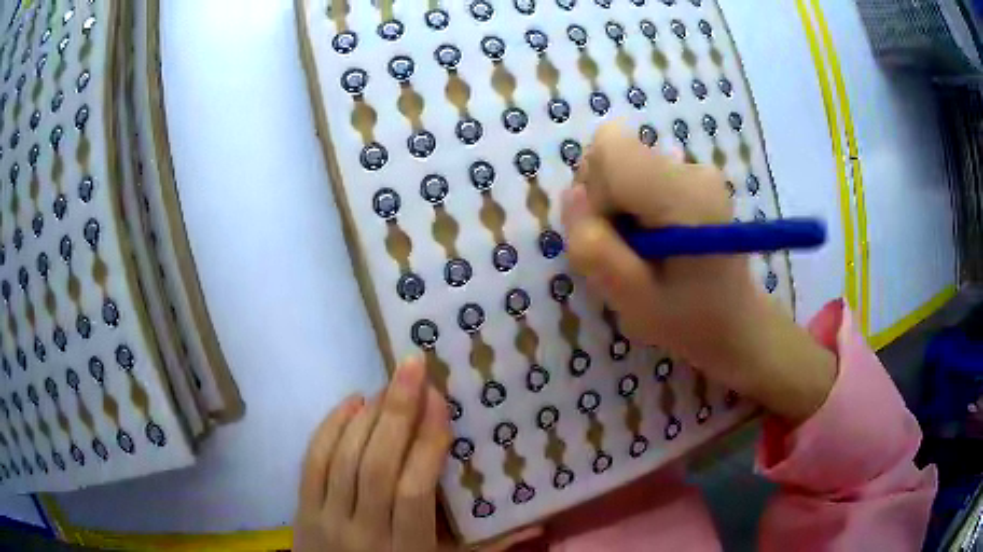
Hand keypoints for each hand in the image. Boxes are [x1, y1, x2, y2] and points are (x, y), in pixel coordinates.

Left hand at [294, 358, 543, 551]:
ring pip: (344, 458)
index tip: (440, 399)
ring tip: (388, 385)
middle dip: (397, 411)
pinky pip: (312, 462)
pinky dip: (330, 427)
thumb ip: (489, 548)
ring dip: (367, 415)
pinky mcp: (301, 508)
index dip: (428, 443)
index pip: (415, 490)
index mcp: (407, 549)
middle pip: (377, 465)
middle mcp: (363, 531)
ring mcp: (326, 518)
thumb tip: (539, 523)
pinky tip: (351, 404)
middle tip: (413, 367)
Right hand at [562, 123, 836, 423]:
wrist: (735, 320)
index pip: (610, 145)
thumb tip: (572, 195)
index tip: (609, 231)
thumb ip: (594, 248)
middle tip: (625, 251)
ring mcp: (696, 169)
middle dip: (603, 200)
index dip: (594, 187)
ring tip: (643, 251)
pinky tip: (656, 241)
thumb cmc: (687, 319)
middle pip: (613, 155)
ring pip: (623, 166)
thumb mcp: (631, 301)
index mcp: (683, 196)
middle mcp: (692, 169)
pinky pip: (639, 175)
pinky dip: (634, 206)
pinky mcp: (693, 177)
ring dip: (617, 207)